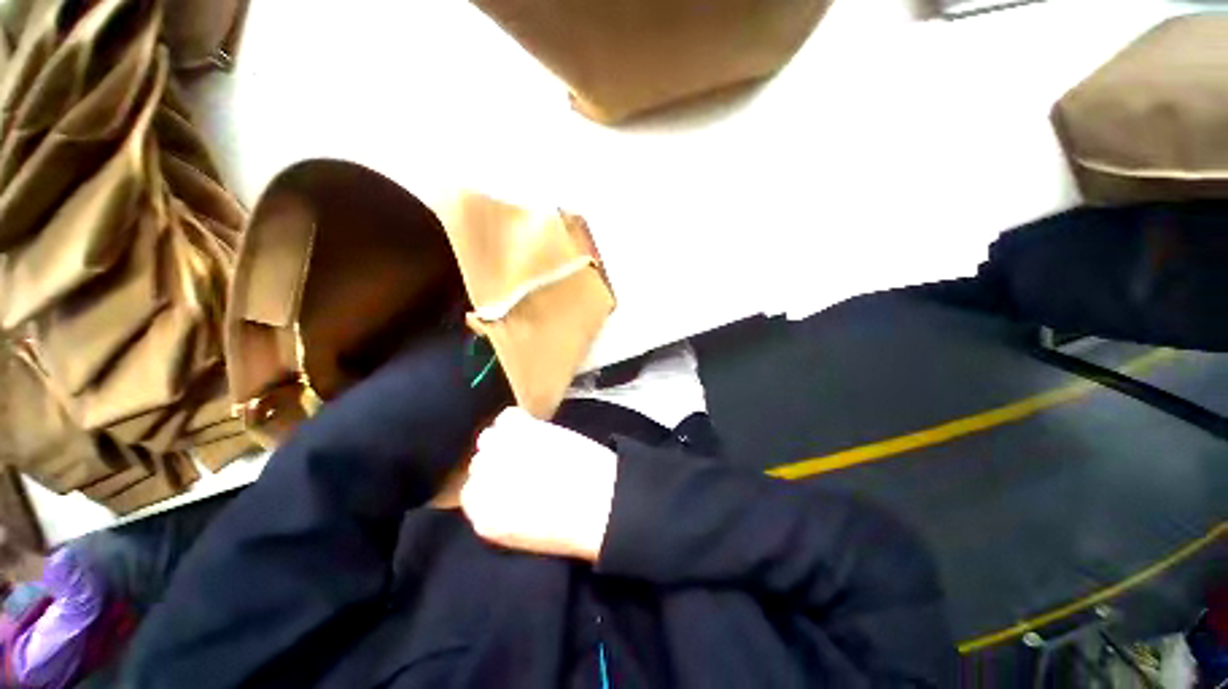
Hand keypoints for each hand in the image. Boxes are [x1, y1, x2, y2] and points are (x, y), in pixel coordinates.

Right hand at [461, 407, 617, 562]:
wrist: (601, 502)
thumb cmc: (570, 526)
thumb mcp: (523, 533)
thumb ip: (500, 511)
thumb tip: (499, 488)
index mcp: (483, 515)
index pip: (471, 491)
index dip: (494, 483)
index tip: (511, 481)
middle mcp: (483, 481)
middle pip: (480, 462)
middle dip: (500, 461)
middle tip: (526, 463)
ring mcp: (500, 451)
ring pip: (489, 437)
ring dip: (506, 440)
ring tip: (531, 445)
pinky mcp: (522, 429)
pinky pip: (507, 416)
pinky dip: (517, 420)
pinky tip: (532, 427)